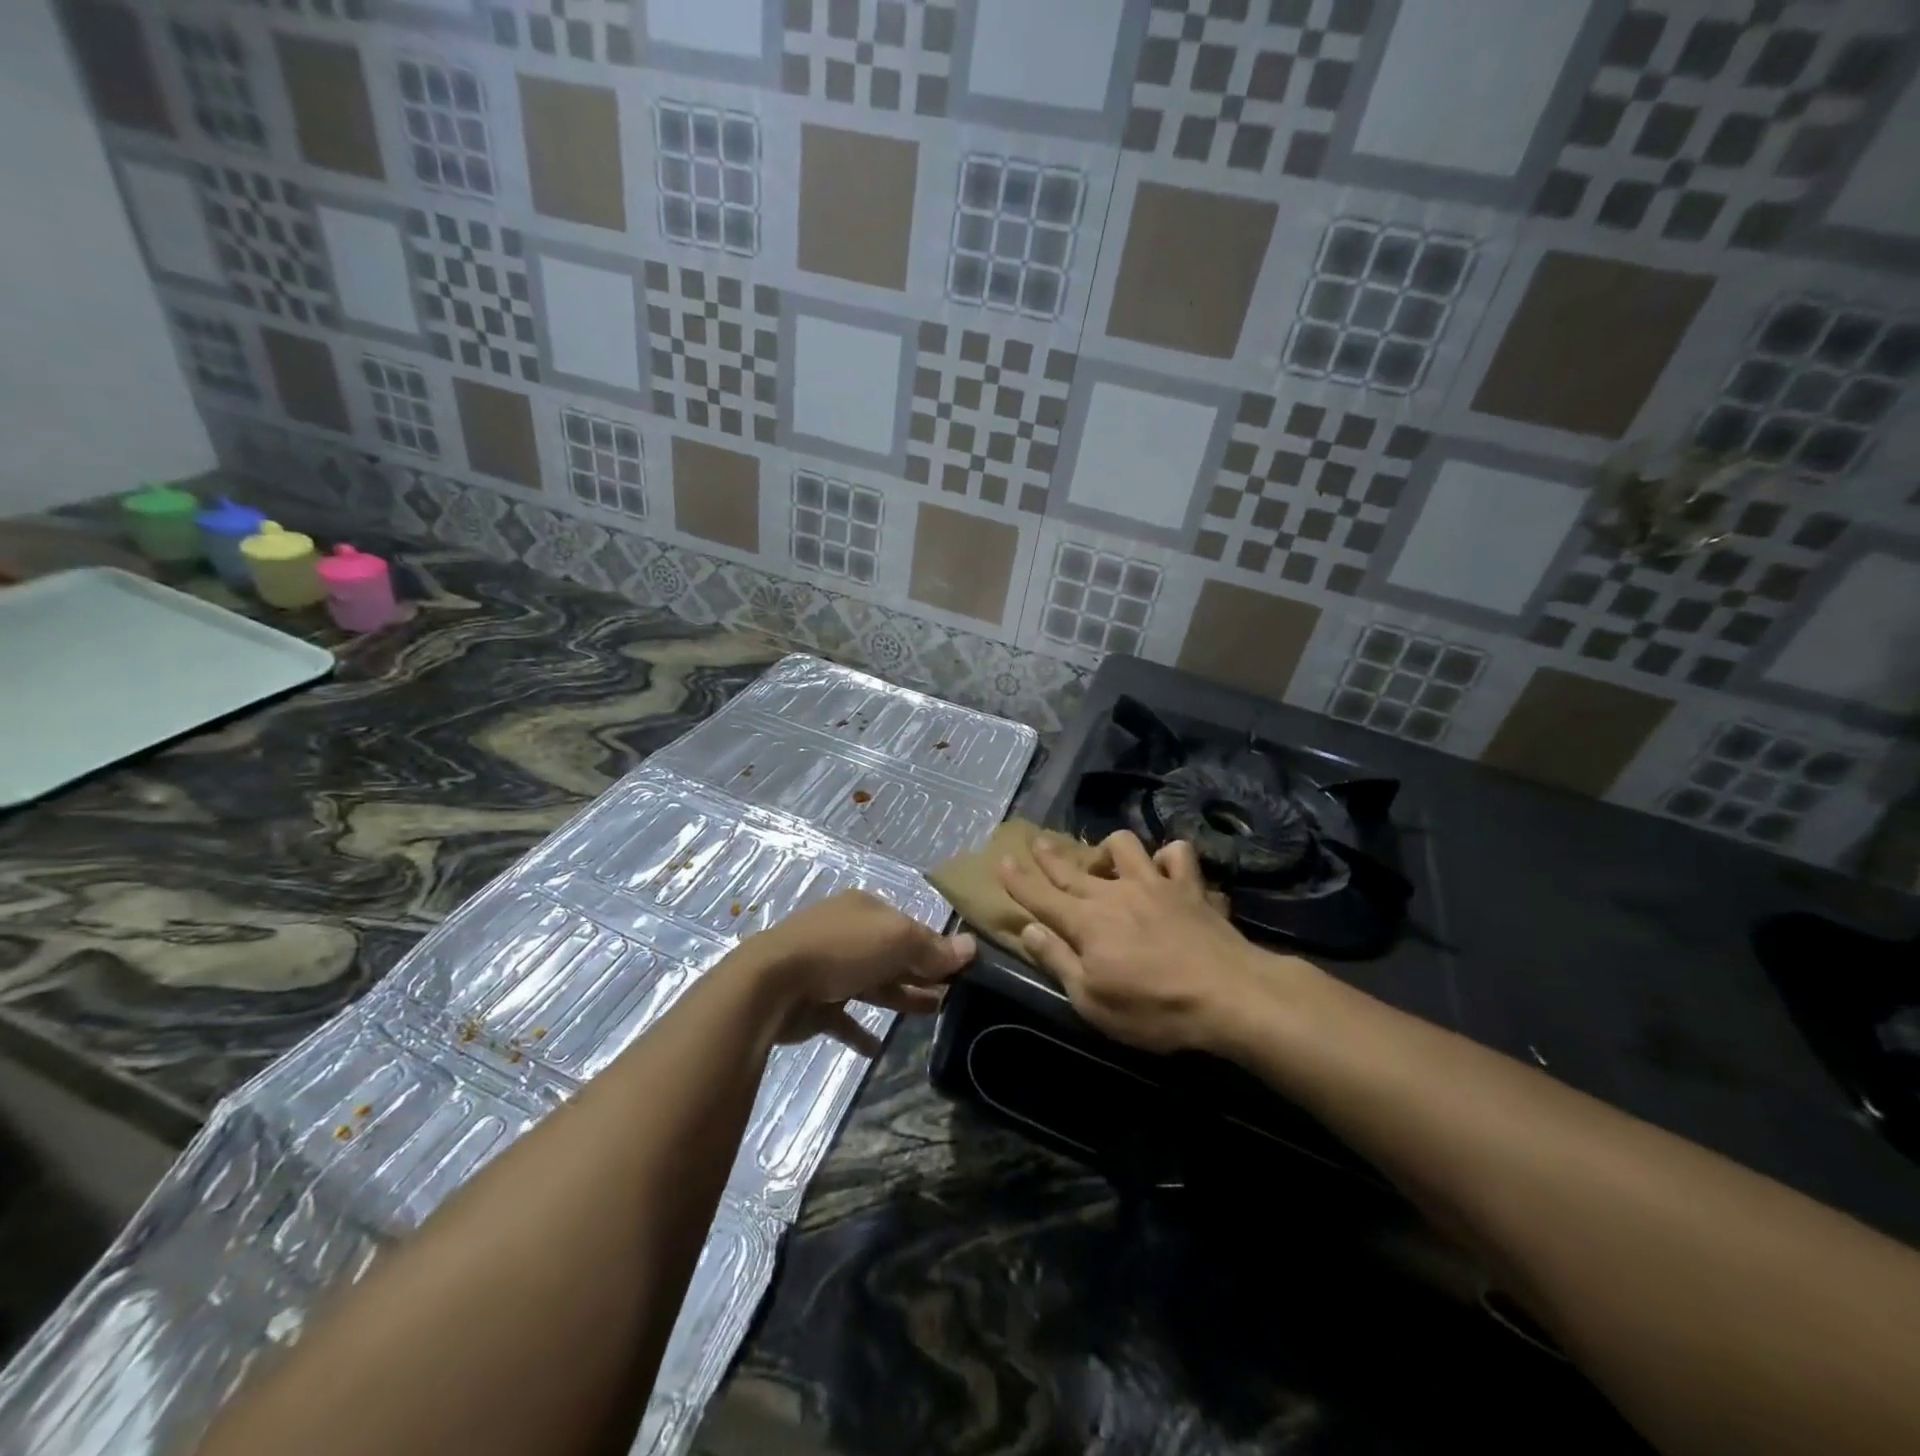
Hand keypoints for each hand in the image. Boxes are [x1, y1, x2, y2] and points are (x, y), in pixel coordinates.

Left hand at [741, 890, 974, 1055]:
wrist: (772, 984)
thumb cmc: (841, 950)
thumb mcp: (897, 940)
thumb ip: (933, 947)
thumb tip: (971, 947)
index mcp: (865, 910)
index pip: (910, 926)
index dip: (936, 947)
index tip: (961, 971)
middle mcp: (846, 933)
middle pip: (892, 954)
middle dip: (921, 973)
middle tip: (952, 996)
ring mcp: (827, 968)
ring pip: (873, 983)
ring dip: (901, 997)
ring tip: (932, 1015)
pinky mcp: (814, 1003)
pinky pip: (844, 1018)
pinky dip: (861, 1031)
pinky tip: (878, 1047)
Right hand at [1000, 831, 1305, 1053]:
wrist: (1228, 995)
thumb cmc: (1154, 1009)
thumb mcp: (1092, 1000)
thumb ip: (1058, 961)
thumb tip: (1030, 930)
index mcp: (1086, 922)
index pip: (1041, 896)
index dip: (1018, 880)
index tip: (1002, 861)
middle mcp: (1114, 893)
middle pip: (1073, 869)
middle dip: (1049, 856)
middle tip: (1036, 841)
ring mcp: (1154, 884)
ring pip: (1124, 846)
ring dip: (1110, 851)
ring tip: (1107, 864)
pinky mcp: (1190, 887)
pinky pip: (1177, 855)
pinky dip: (1168, 858)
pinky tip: (1164, 869)